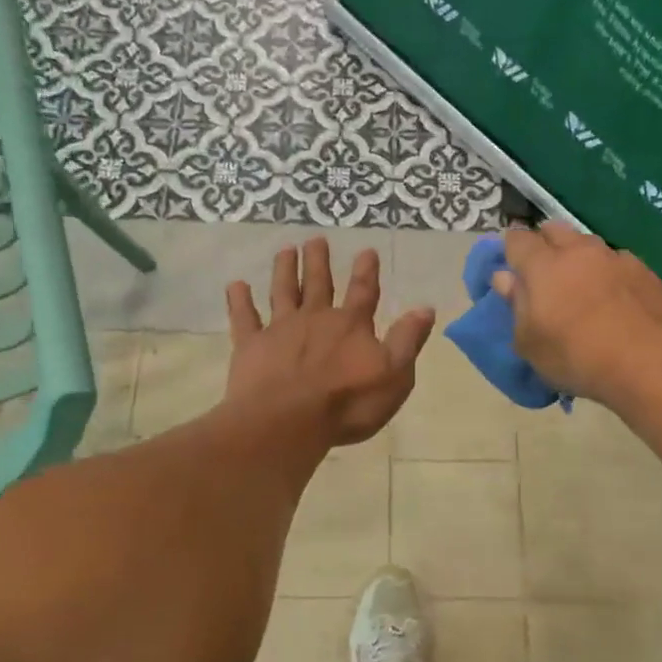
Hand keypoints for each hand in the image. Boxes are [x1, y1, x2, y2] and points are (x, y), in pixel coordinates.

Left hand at [225, 239, 435, 446]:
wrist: (288, 421)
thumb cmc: (347, 403)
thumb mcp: (394, 375)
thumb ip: (407, 340)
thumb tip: (425, 308)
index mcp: (351, 326)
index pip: (363, 292)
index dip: (367, 272)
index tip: (366, 250)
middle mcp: (316, 319)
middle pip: (319, 284)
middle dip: (319, 261)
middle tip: (316, 239)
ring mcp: (281, 330)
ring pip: (283, 292)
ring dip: (285, 270)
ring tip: (285, 250)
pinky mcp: (251, 345)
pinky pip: (244, 318)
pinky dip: (240, 301)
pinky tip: (236, 285)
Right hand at [494, 224, 661, 400]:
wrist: (649, 363)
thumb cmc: (576, 356)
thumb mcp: (530, 343)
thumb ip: (516, 305)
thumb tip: (505, 278)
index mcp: (543, 265)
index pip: (517, 239)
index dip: (511, 250)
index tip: (511, 267)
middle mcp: (578, 251)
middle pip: (554, 230)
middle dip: (545, 244)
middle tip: (544, 274)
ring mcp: (614, 257)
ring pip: (588, 244)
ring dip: (579, 257)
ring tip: (582, 286)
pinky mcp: (645, 270)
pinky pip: (617, 262)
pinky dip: (608, 273)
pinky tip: (615, 298)